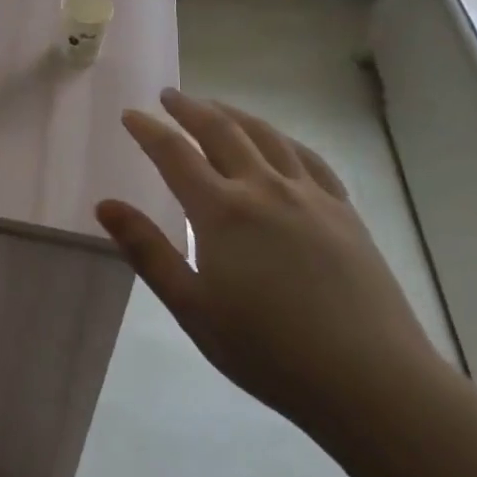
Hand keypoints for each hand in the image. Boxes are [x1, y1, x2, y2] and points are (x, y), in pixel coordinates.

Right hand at [96, 89, 444, 440]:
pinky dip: (283, 139)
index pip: (175, 154)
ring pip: (265, 135)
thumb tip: (105, 205)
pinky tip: (278, 142)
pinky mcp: (343, 211)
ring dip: (233, 114)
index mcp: (222, 211)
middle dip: (190, 108)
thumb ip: (147, 251)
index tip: (130, 114)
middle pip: (221, 131)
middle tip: (169, 95)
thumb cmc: (269, 351)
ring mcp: (309, 195)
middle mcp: (264, 188)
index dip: (149, 130)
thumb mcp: (193, 308)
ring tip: (215, 106)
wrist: (371, 380)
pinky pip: (308, 158)